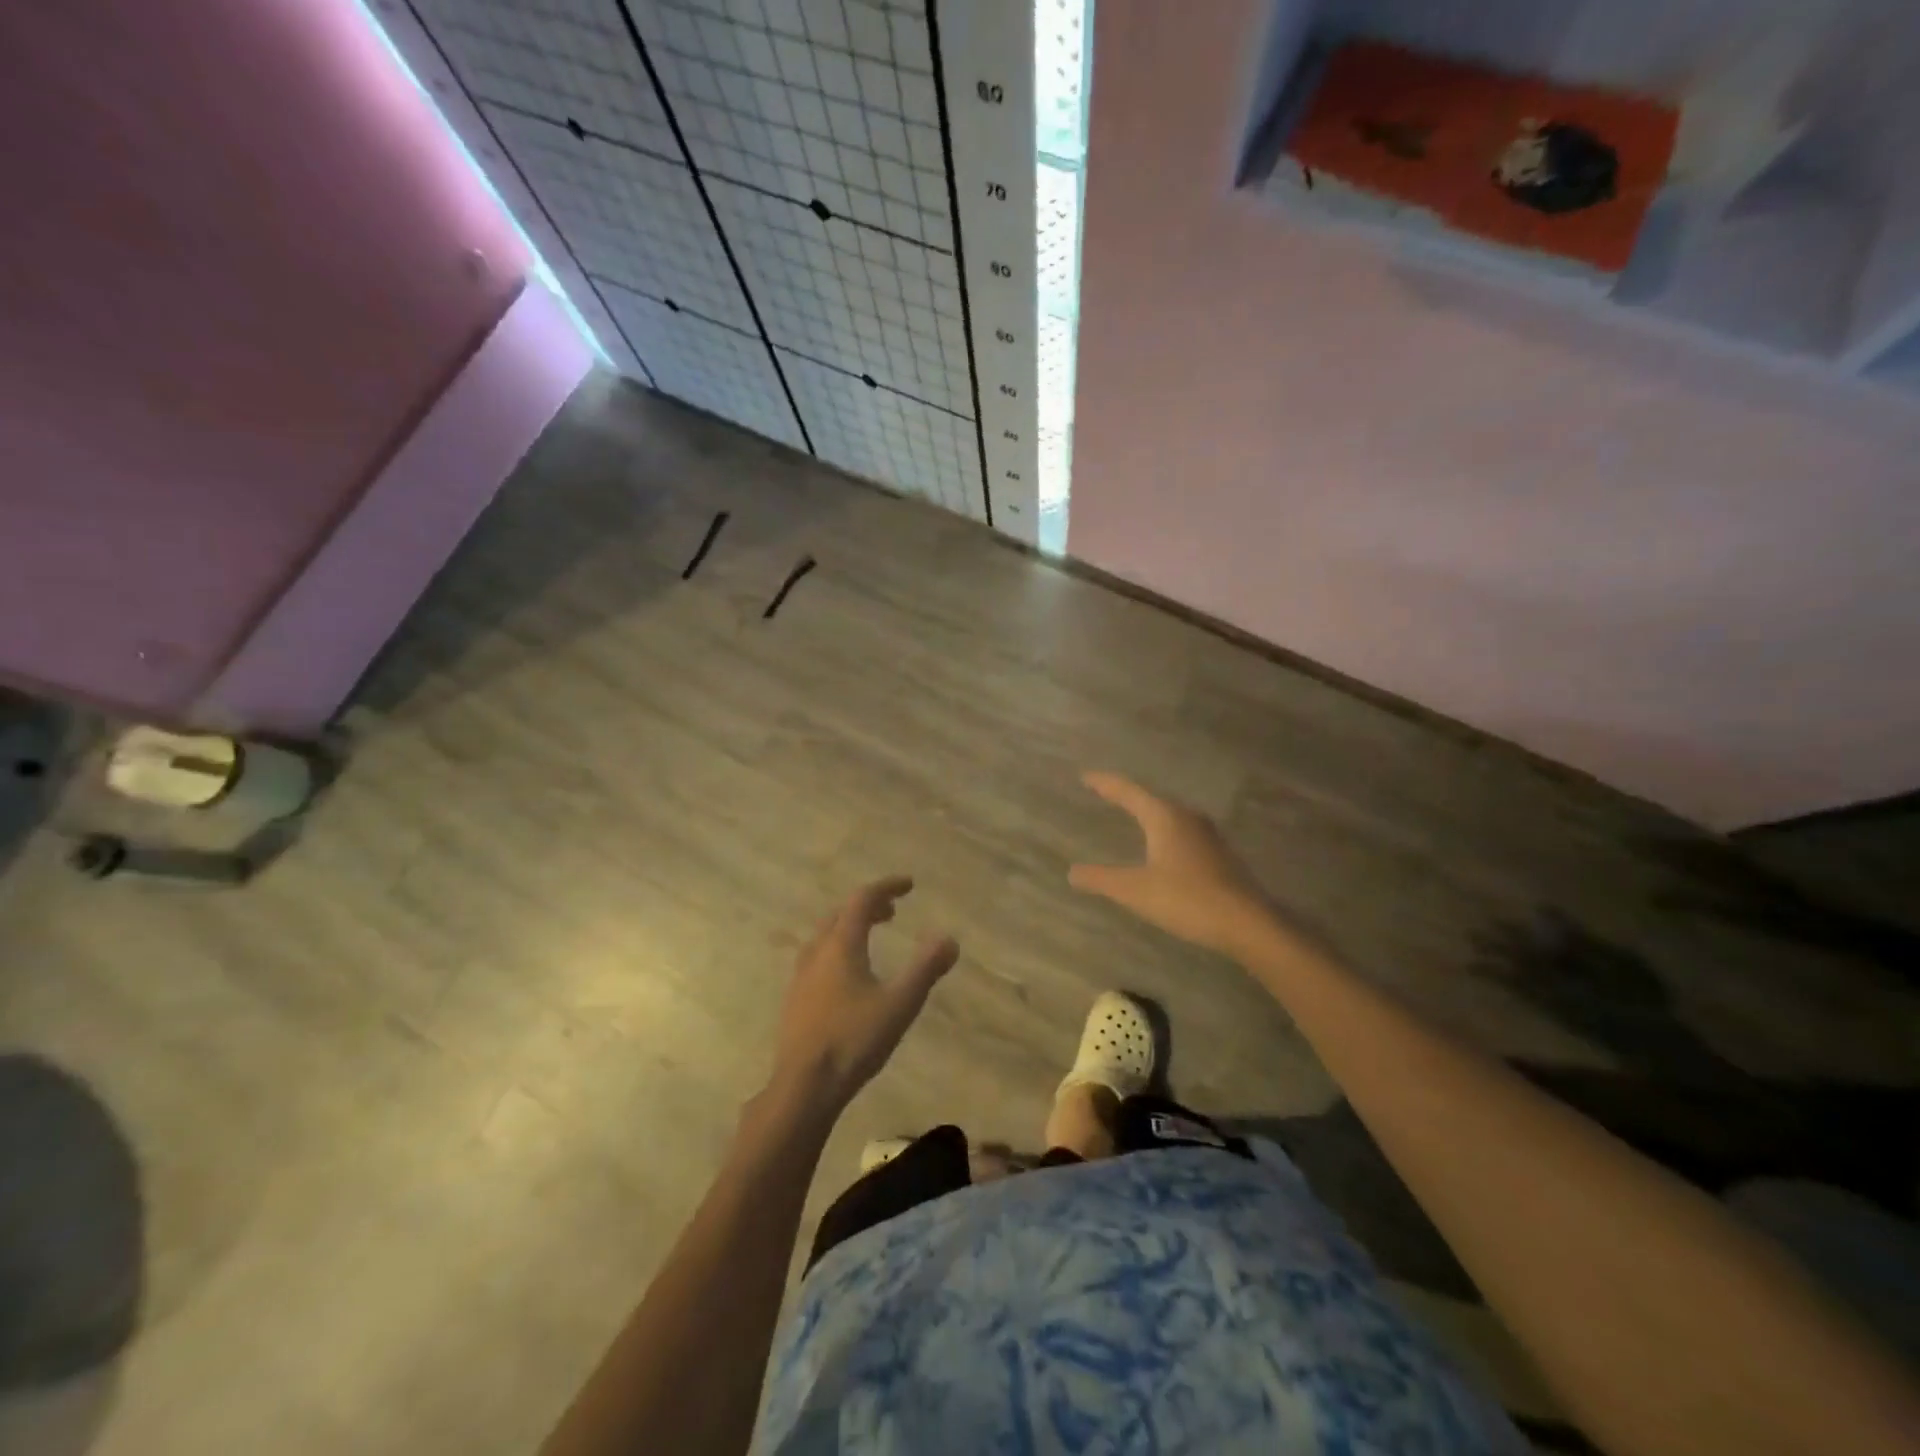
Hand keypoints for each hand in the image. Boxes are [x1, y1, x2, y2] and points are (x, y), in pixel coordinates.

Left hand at [768, 877, 958, 1114]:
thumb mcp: (899, 1004)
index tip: (909, 885)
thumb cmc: (854, 1041)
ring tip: (871, 938)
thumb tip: (950, 939)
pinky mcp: (795, 999)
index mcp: (841, 945)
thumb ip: (926, 969)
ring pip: (826, 936)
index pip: (862, 899)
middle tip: (893, 912)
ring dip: (850, 928)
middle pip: (841, 914)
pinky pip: (818, 958)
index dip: (887, 887)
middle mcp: (817, 952)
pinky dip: (838, 950)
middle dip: (868, 906)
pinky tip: (849, 977)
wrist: (803, 1087)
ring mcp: (801, 976)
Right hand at [1069, 771, 1272, 957]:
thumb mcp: (1135, 890)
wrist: (1246, 923)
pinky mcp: (1218, 854)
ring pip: (1170, 815)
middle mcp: (1187, 818)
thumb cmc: (1187, 899)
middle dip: (1126, 796)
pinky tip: (1162, 846)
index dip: (1105, 783)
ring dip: (1148, 813)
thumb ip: (1101, 878)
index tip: (1086, 777)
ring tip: (1131, 815)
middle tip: (1105, 794)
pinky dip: (1163, 831)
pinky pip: (1182, 832)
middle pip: (1150, 800)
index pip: (1128, 791)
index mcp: (1164, 817)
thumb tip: (1072, 872)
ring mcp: (1207, 835)